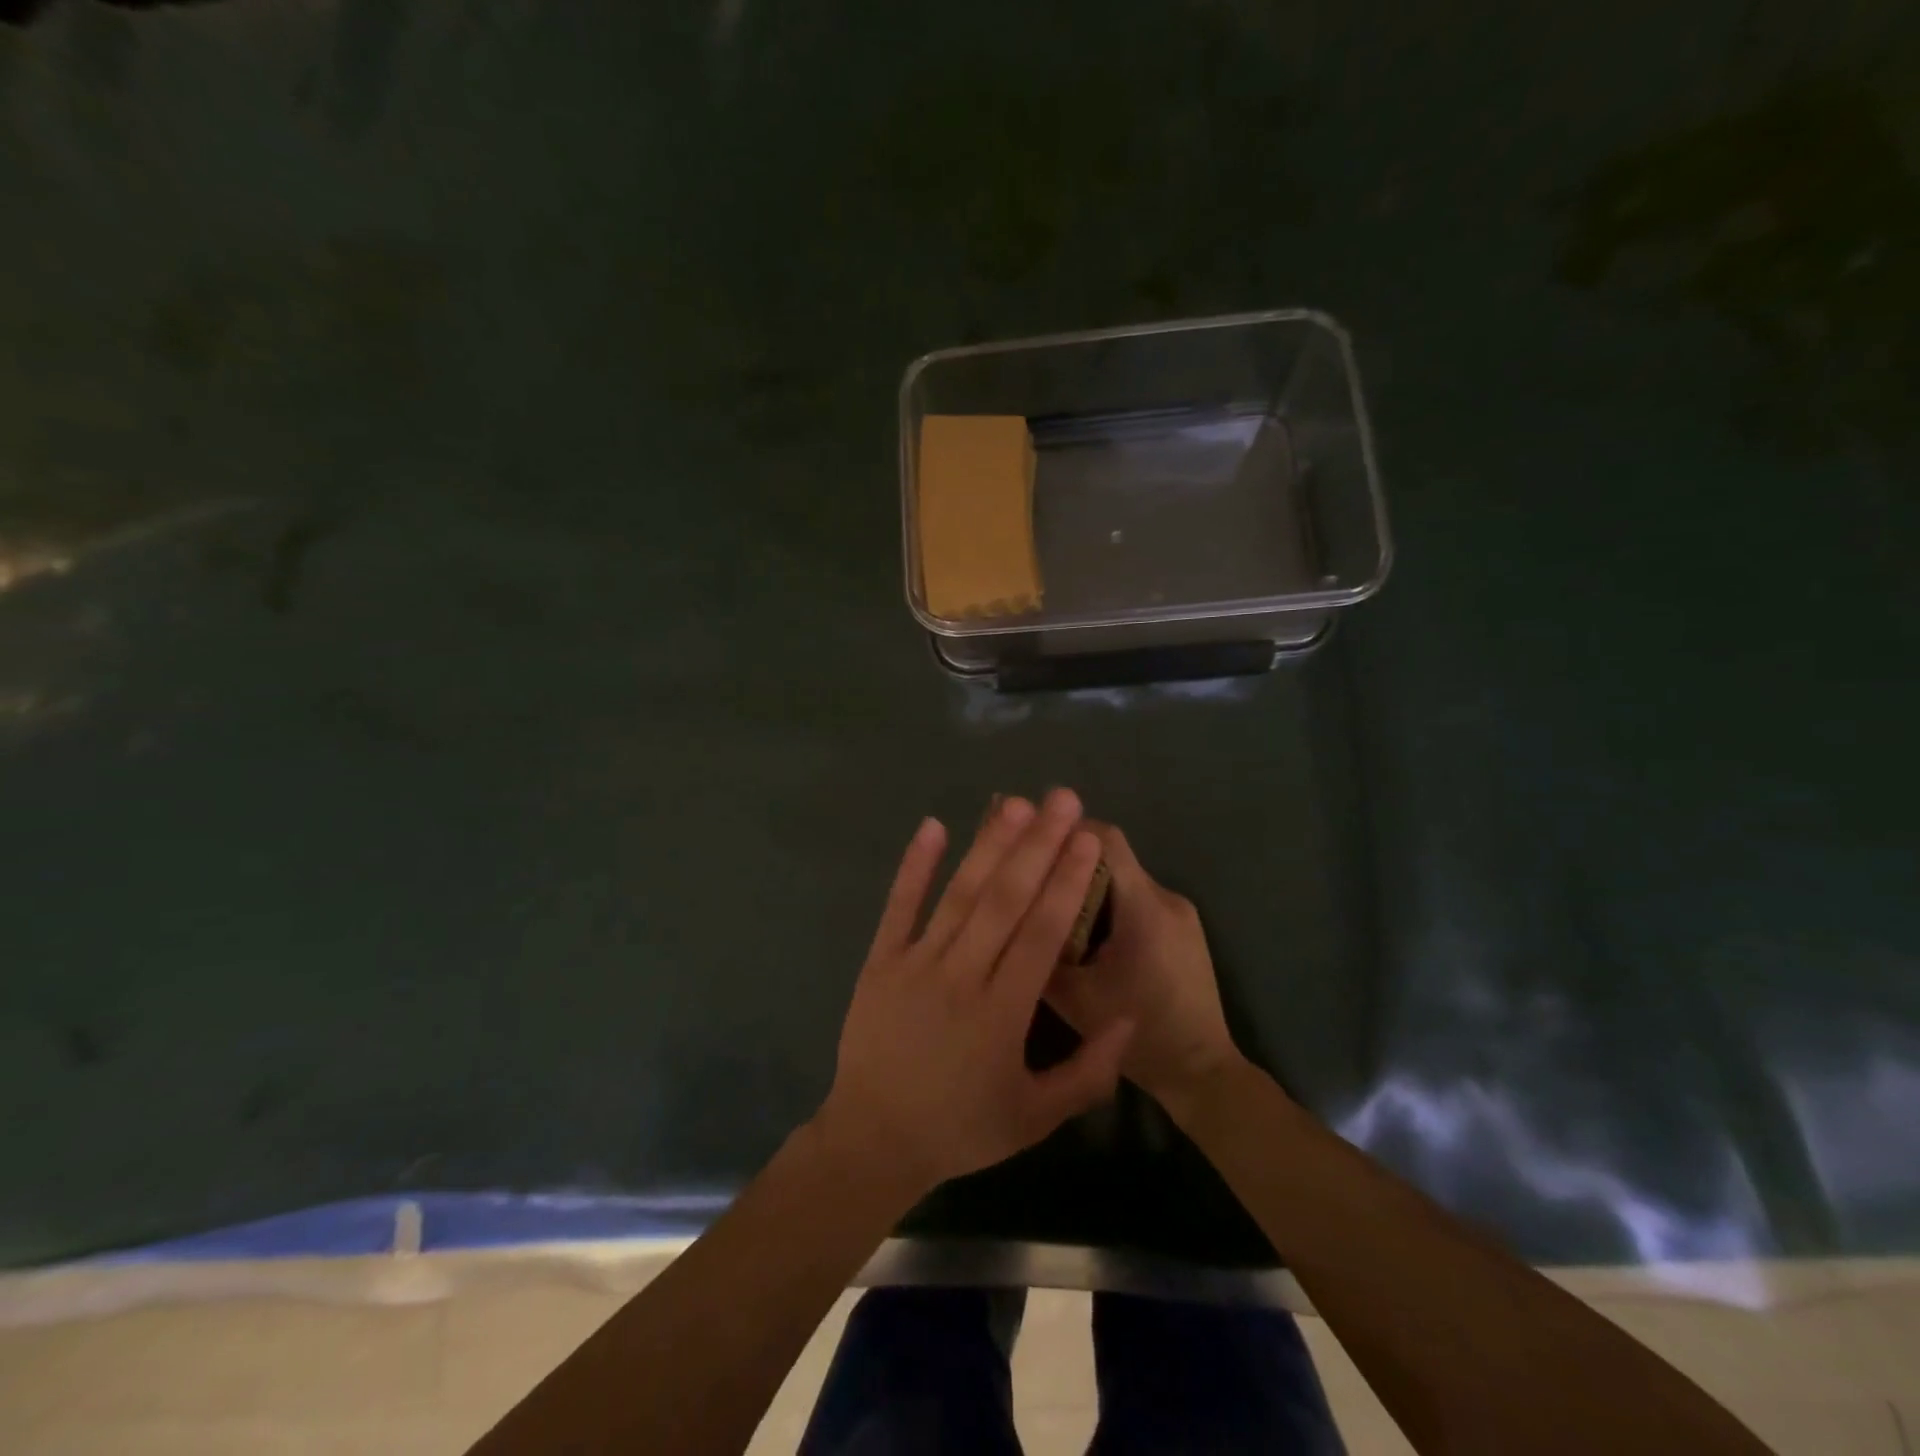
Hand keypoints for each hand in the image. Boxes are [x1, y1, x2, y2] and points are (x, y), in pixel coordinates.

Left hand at [818, 790, 1134, 1199]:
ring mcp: (915, 963)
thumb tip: (1129, 1017)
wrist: (873, 1140)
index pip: (1041, 934)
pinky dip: (914, 866)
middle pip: (1005, 900)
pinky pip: (898, 907)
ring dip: (988, 845)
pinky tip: (933, 825)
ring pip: (959, 894)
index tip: (1087, 839)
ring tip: (1016, 804)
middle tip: (1063, 799)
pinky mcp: (879, 960)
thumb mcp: (1035, 1118)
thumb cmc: (961, 1128)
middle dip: (1038, 846)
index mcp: (1002, 1013)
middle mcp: (961, 976)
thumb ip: (1089, 1073)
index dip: (1066, 883)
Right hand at [1044, 823, 1241, 1112]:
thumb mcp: (1074, 997)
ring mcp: (1180, 912)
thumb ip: (1042, 948)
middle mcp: (1166, 898)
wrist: (1202, 1073)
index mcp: (1144, 908)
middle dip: (1068, 859)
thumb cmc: (1138, 1036)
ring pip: (1122, 878)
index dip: (1064, 829)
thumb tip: (1008, 911)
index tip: (1027, 832)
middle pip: (1111, 856)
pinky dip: (1107, 903)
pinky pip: (1136, 899)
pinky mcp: (1183, 928)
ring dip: (1087, 883)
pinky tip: (1084, 930)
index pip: (1105, 840)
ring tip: (1051, 904)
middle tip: (1030, 872)